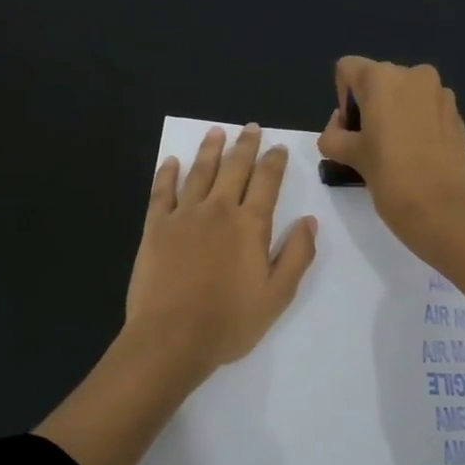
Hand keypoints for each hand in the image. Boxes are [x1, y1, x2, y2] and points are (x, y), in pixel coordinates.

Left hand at [126, 124, 318, 375]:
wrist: (172, 337)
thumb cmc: (230, 322)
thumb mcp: (277, 295)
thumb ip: (297, 255)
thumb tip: (309, 221)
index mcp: (251, 225)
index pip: (267, 182)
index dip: (275, 162)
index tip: (279, 148)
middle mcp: (218, 210)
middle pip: (234, 168)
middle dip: (245, 146)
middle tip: (251, 128)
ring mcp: (183, 216)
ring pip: (199, 172)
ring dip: (210, 149)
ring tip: (216, 132)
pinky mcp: (156, 227)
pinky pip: (162, 191)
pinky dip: (168, 173)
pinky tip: (172, 161)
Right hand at [317, 57, 464, 270]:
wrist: (443, 209)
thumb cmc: (390, 177)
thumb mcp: (348, 156)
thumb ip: (333, 135)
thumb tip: (339, 128)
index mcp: (382, 78)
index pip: (348, 69)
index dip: (343, 98)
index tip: (351, 129)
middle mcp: (414, 75)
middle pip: (378, 80)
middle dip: (369, 106)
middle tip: (369, 144)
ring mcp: (441, 93)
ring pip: (405, 95)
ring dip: (394, 114)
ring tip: (396, 151)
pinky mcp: (457, 114)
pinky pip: (427, 109)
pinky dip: (417, 124)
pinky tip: (418, 155)